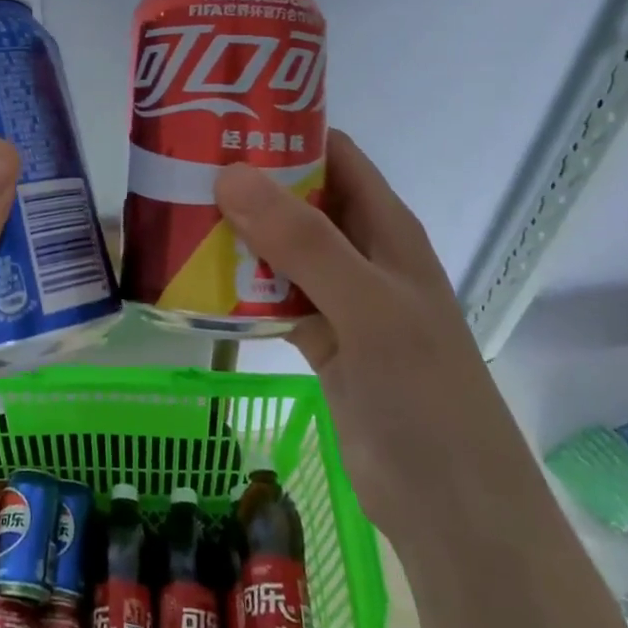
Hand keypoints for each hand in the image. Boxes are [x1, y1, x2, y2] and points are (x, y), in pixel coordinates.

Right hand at [213, 130, 534, 544]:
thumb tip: (231, 174)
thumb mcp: (367, 305)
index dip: (285, 132)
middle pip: (299, 199)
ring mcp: (340, 298)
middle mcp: (362, 253)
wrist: (451, 506)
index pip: (334, 155)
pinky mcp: (320, 339)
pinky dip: (240, 288)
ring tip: (176, 216)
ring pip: (280, 249)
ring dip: (237, 235)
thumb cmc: (424, 392)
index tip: (223, 121)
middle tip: (182, 169)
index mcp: (385, 227)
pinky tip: (196, 281)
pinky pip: (272, 298)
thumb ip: (303, 241)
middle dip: (248, 183)